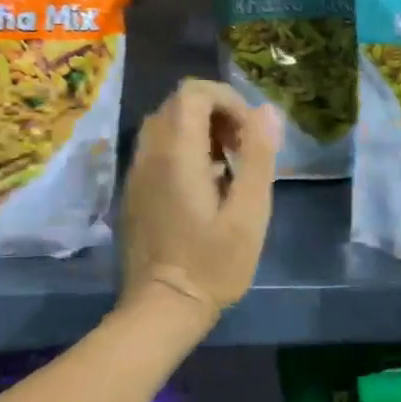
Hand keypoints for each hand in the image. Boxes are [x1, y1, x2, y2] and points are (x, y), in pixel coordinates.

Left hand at [119, 80, 281, 328]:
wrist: (160, 309)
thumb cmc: (212, 264)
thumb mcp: (249, 214)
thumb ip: (258, 157)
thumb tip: (266, 111)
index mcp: (176, 153)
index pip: (194, 92)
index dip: (228, 100)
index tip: (250, 133)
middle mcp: (149, 153)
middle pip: (179, 103)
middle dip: (217, 113)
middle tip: (243, 149)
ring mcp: (136, 171)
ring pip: (166, 124)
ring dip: (201, 131)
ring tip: (229, 166)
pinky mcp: (134, 189)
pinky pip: (157, 148)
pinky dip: (184, 149)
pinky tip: (206, 185)